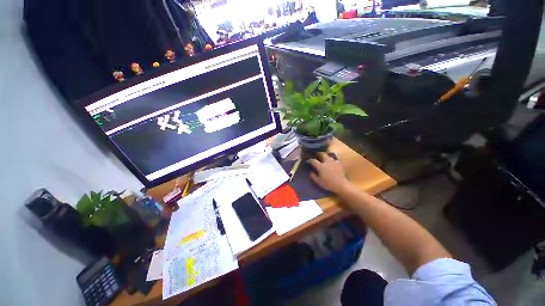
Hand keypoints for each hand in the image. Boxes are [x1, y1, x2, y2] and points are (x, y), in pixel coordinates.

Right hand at [307, 152, 350, 193]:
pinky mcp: (339, 164)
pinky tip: (331, 163)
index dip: (310, 160)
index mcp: (321, 166)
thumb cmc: (328, 184)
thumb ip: (313, 176)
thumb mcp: (319, 182)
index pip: (313, 161)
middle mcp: (327, 162)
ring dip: (326, 157)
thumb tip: (311, 173)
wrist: (341, 185)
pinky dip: (332, 161)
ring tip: (324, 159)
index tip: (308, 161)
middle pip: (322, 154)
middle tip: (316, 155)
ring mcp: (334, 162)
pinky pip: (334, 160)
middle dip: (318, 154)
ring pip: (329, 156)